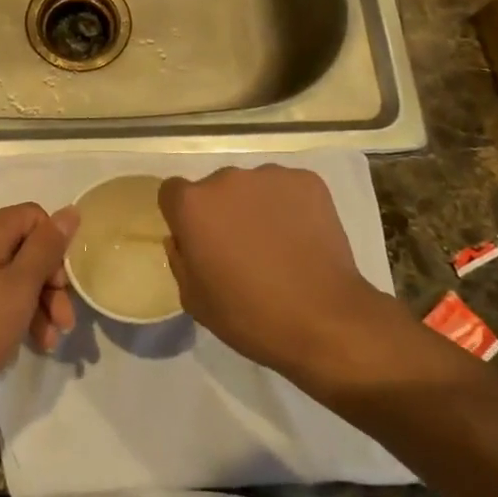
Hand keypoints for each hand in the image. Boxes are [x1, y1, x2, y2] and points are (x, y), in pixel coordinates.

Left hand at [0, 204, 79, 401]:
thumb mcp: (21, 285)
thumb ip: (47, 247)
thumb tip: (70, 210)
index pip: (35, 217)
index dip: (55, 247)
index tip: (63, 284)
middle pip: (25, 248)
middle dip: (50, 284)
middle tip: (64, 322)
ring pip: (11, 277)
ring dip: (36, 306)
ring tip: (49, 343)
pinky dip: (14, 315)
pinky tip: (27, 344)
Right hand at [159, 166, 390, 377]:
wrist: (325, 320)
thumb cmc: (250, 316)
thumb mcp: (194, 300)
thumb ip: (180, 260)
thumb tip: (183, 239)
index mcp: (193, 205)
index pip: (172, 192)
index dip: (183, 216)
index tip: (199, 240)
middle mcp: (226, 178)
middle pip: (215, 188)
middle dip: (223, 211)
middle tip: (242, 247)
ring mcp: (270, 176)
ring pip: (253, 187)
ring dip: (256, 207)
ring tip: (278, 244)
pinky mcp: (307, 180)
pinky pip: (288, 188)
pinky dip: (291, 206)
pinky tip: (303, 238)